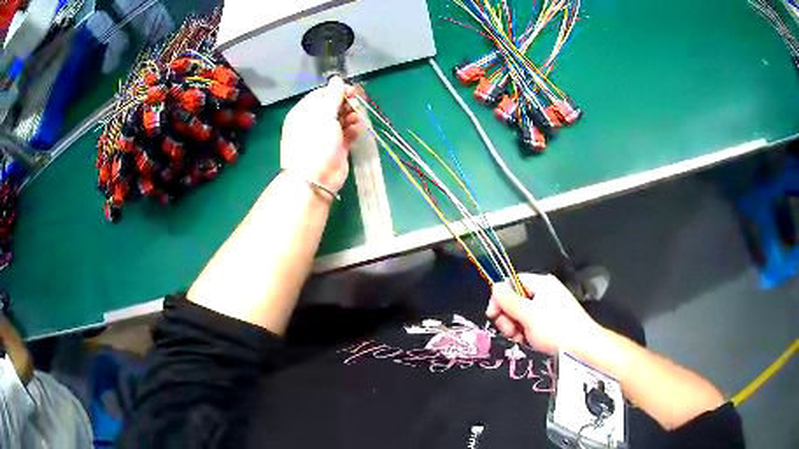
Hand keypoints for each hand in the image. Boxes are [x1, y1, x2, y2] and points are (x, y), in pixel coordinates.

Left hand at [280, 77, 361, 193]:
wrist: (315, 179)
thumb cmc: (315, 143)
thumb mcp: (323, 115)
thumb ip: (332, 96)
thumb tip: (336, 79)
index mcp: (304, 113)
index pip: (321, 95)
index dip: (337, 91)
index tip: (352, 90)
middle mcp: (313, 123)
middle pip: (333, 106)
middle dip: (346, 103)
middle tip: (357, 103)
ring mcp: (325, 136)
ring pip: (341, 120)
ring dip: (351, 116)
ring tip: (357, 119)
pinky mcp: (336, 148)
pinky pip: (347, 134)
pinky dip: (353, 130)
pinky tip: (357, 130)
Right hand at [486, 273, 599, 354]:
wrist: (582, 349)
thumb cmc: (556, 328)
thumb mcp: (528, 314)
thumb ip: (509, 300)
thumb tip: (494, 286)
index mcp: (541, 283)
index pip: (512, 282)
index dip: (500, 297)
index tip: (493, 315)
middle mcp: (544, 293)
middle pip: (515, 300)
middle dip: (508, 316)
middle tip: (510, 331)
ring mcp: (548, 310)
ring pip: (520, 315)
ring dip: (515, 328)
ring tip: (521, 339)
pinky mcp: (550, 325)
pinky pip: (530, 326)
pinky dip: (525, 334)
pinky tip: (528, 343)